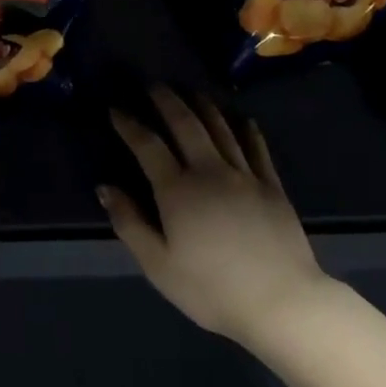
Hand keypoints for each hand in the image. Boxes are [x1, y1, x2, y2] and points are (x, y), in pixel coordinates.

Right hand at [99, 87, 330, 342]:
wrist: (280, 300)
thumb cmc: (211, 289)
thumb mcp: (158, 265)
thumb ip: (129, 223)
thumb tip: (105, 187)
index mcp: (178, 190)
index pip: (148, 145)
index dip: (129, 124)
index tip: (115, 108)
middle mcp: (210, 170)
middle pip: (186, 124)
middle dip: (166, 100)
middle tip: (154, 85)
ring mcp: (245, 174)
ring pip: (221, 127)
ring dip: (203, 105)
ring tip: (191, 91)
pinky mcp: (272, 184)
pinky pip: (256, 146)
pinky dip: (245, 127)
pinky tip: (241, 118)